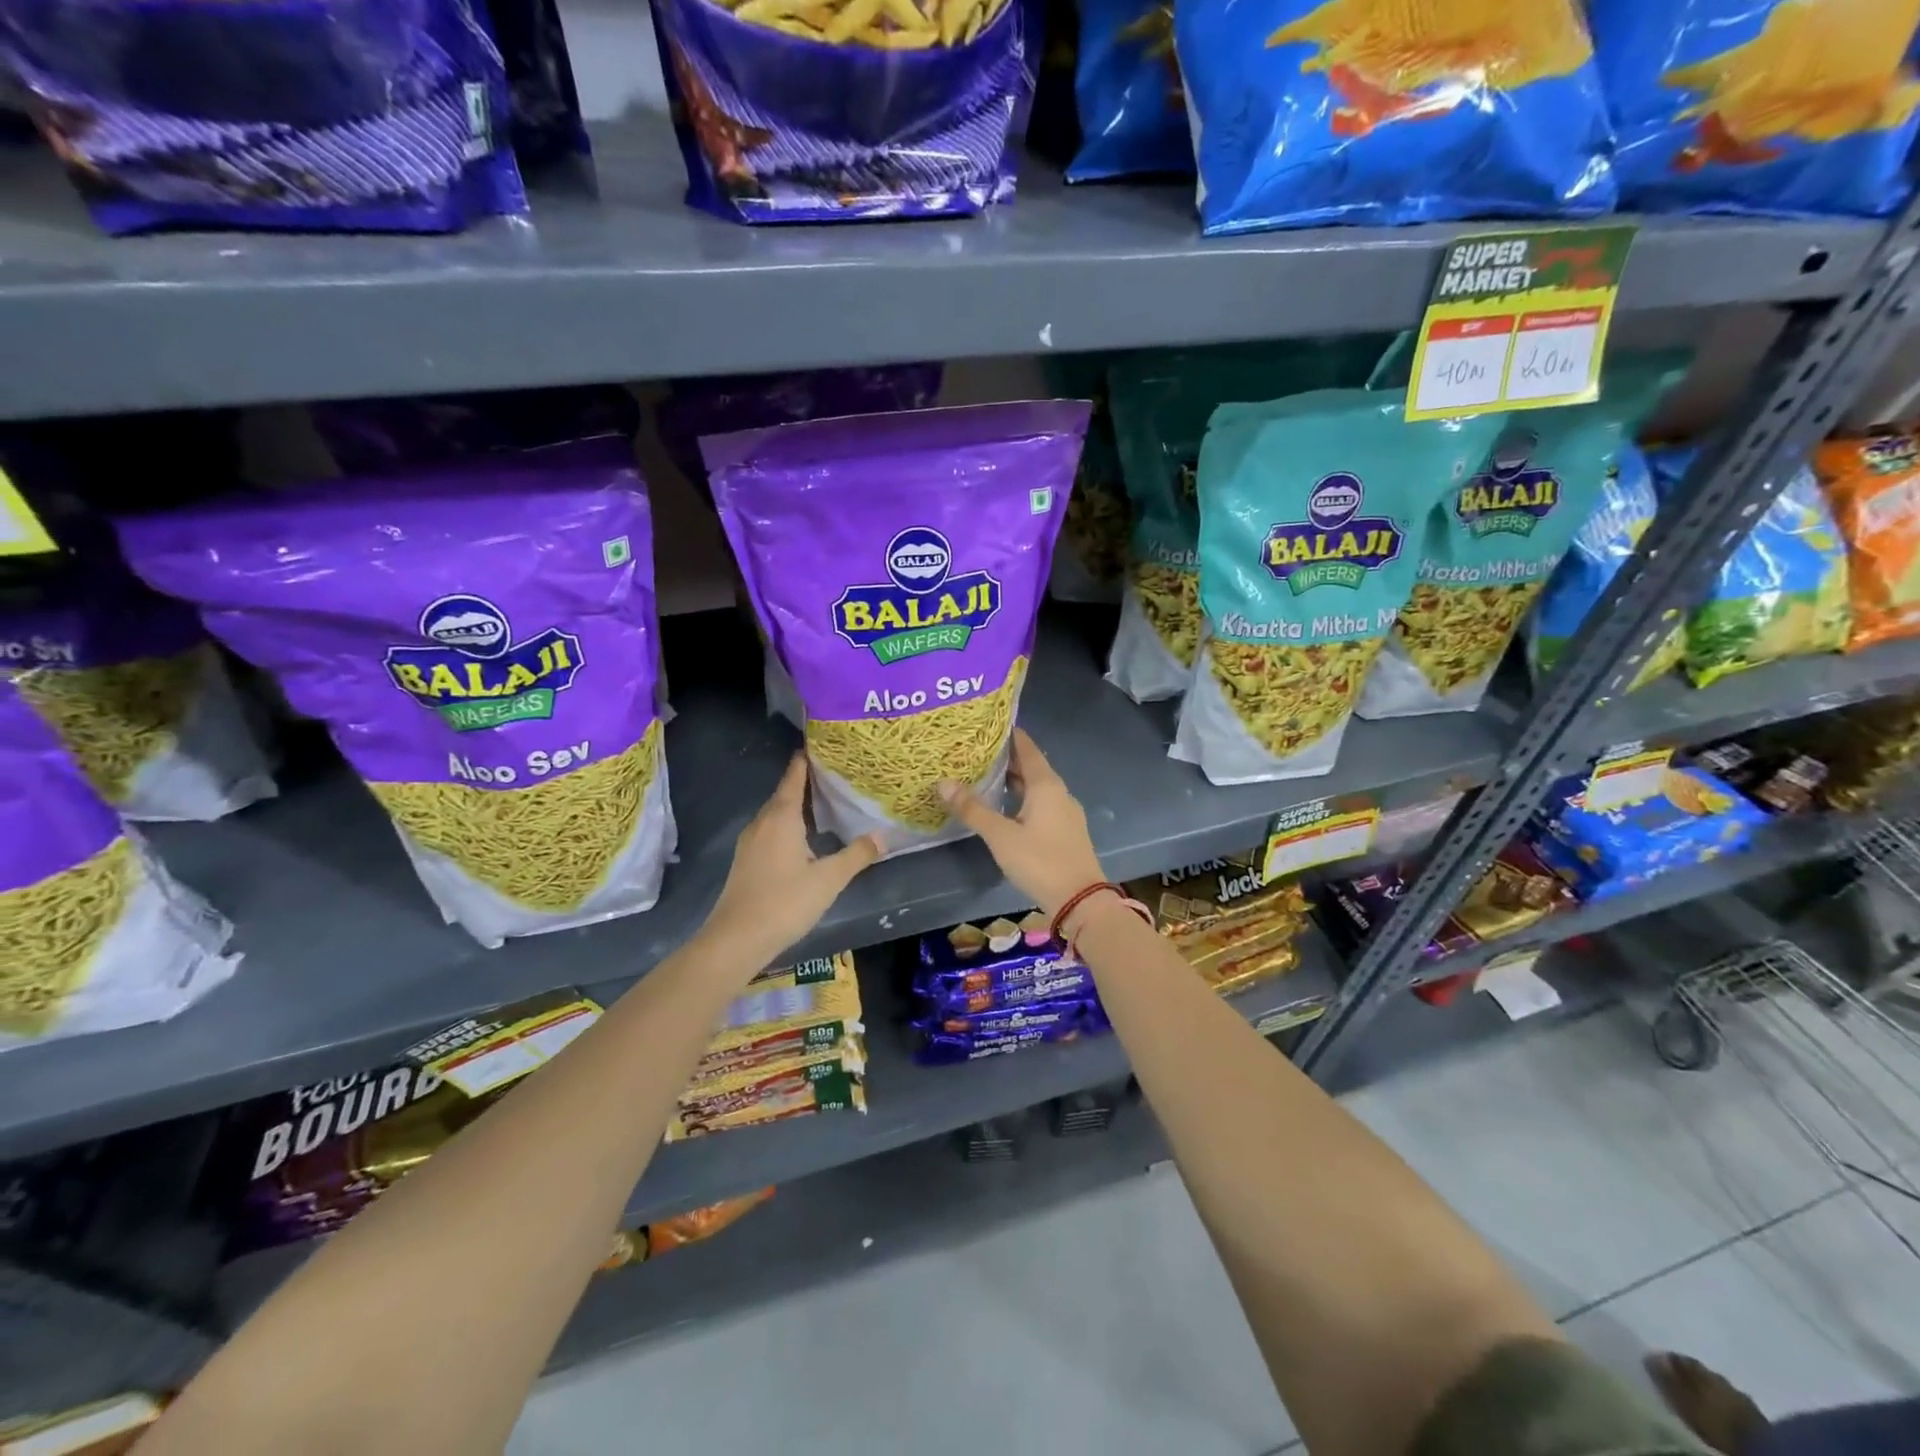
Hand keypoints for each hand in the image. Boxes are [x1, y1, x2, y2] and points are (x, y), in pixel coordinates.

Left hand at [706, 755, 881, 965]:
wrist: (736, 939)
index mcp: (781, 816)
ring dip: (799, 804)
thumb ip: (857, 855)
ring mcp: (751, 841)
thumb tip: (883, 836)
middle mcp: (763, 821)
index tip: (827, 745)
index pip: (795, 774)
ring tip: (828, 802)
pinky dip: (790, 823)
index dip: (809, 758)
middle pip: (786, 791)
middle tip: (839, 774)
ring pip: (777, 812)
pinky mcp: (747, 859)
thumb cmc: (785, 902)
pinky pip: (772, 829)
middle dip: (809, 780)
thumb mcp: (829, 879)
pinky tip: (807, 836)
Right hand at [939, 729, 1104, 917]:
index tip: (988, 724)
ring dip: (1014, 780)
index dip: (1009, 735)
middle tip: (977, 750)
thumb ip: (972, 809)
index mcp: (1046, 785)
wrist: (1080, 900)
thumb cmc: (1040, 861)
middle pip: (1032, 767)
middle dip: (1007, 758)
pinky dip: (1022, 798)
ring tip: (986, 776)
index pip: (1027, 748)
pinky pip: (1041, 804)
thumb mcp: (1001, 835)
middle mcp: (1059, 792)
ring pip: (1037, 787)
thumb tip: (943, 782)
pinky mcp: (1065, 831)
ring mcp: (1065, 812)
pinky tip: (1006, 807)